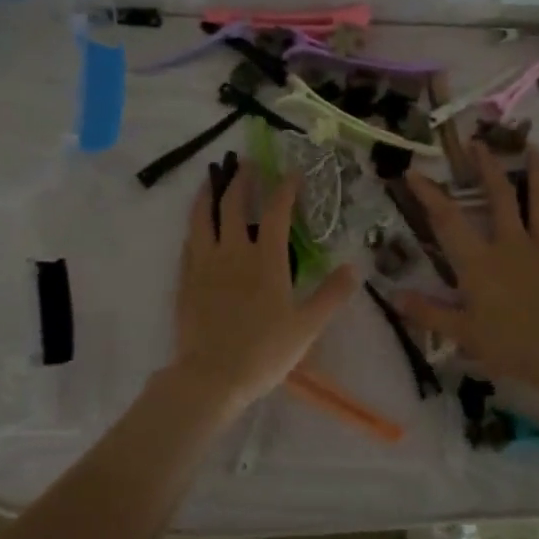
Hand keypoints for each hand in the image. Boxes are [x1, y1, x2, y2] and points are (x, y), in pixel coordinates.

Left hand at [165, 163, 359, 409]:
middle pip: (234, 205)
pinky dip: (194, 226)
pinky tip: (196, 225)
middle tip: (247, 162)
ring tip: (212, 179)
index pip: (278, 212)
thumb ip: (331, 295)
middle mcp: (233, 252)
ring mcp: (204, 264)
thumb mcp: (307, 327)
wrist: (211, 376)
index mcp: (266, 260)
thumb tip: (353, 268)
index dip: (286, 188)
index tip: (292, 172)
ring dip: (209, 194)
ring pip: (203, 217)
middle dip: (242, 179)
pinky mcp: (185, 279)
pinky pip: (188, 242)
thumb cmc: (263, 352)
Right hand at [395, 145, 538, 392]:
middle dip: (487, 168)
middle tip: (478, 143)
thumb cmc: (510, 346)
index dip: (428, 195)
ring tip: (535, 149)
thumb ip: (427, 313)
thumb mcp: (462, 334)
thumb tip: (393, 295)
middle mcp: (511, 246)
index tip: (413, 172)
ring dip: (538, 176)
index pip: (447, 221)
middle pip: (499, 198)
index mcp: (479, 262)